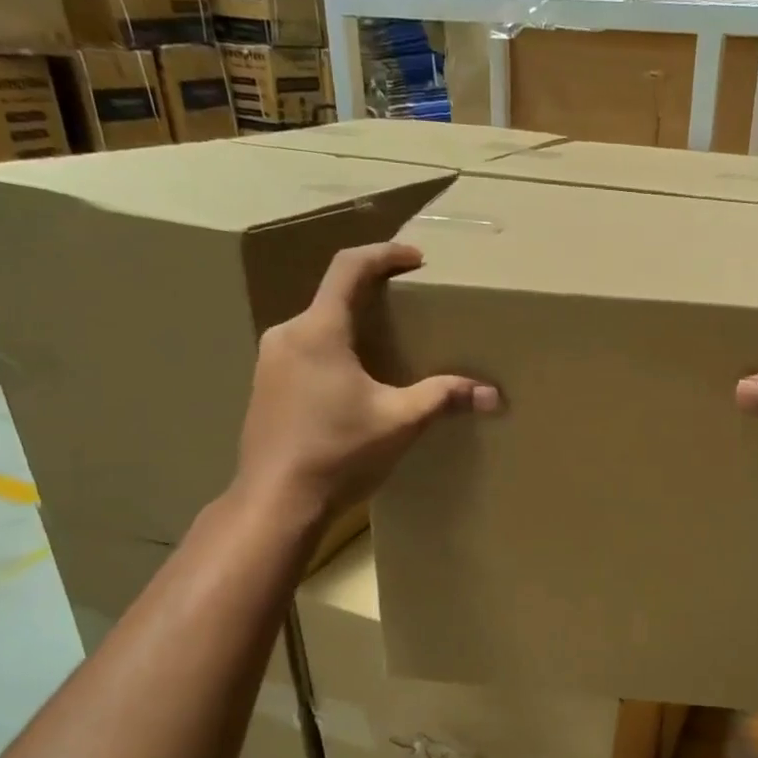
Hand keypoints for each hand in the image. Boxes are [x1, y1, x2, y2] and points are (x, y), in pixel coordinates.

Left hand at [235, 242, 498, 517]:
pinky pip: (304, 353)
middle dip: (372, 298)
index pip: (349, 268)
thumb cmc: (339, 453)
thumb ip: (444, 398)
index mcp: (318, 331)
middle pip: (332, 298)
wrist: (276, 502)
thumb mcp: (399, 422)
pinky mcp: (264, 388)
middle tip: (409, 310)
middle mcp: (287, 336)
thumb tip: (493, 396)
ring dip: (352, 329)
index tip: (416, 259)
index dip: (385, 255)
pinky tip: (353, 386)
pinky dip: (333, 354)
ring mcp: (269, 362)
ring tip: (386, 350)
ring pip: (317, 328)